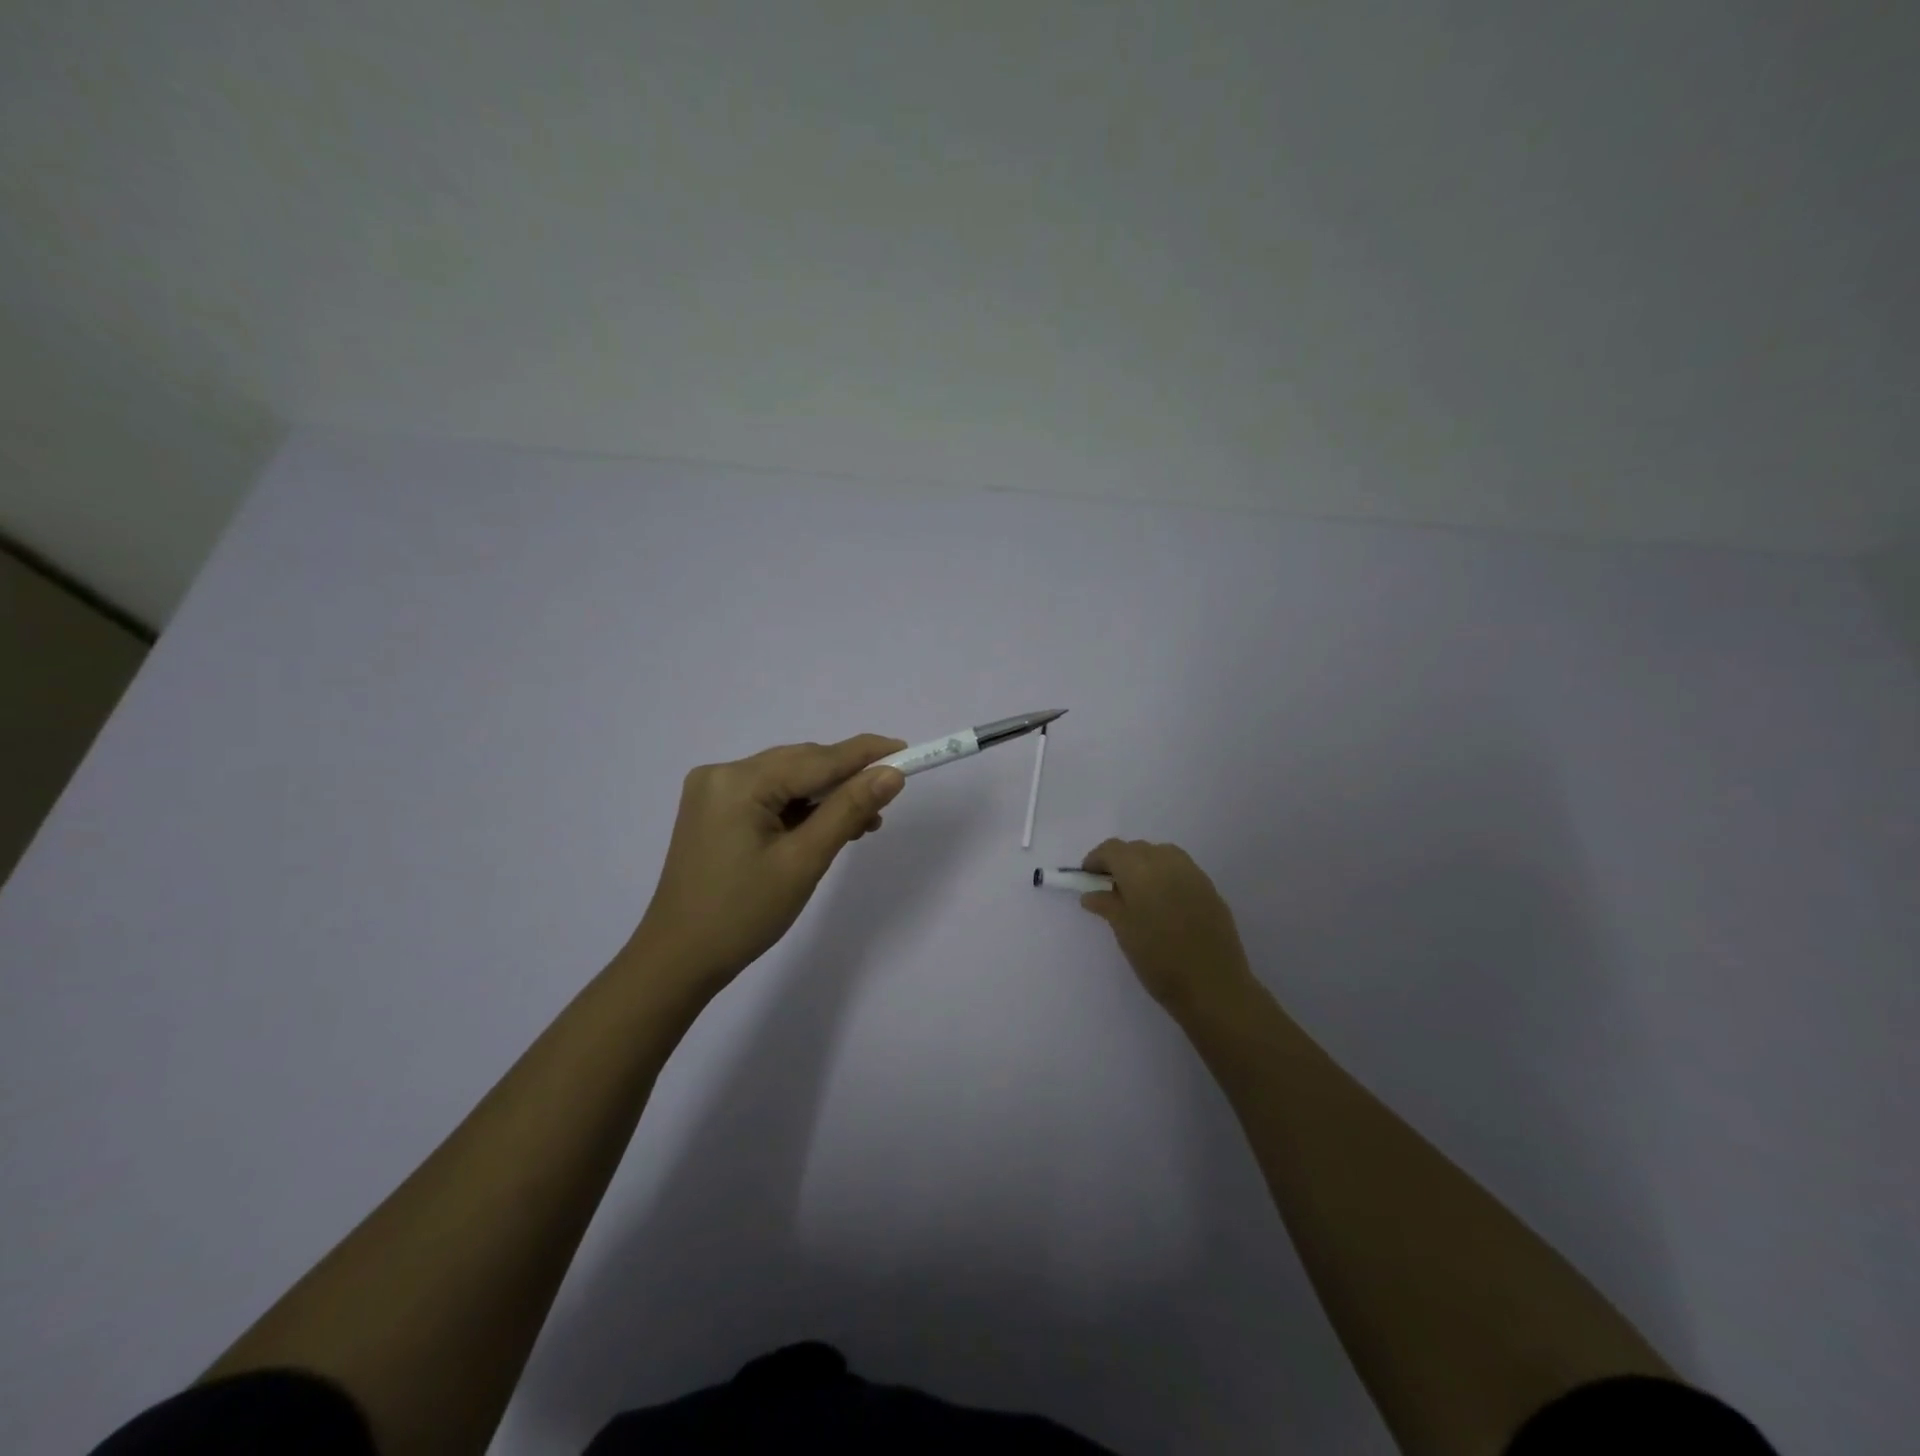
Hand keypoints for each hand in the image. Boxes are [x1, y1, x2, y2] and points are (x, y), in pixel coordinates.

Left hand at [626, 735, 906, 998]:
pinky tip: (826, 827)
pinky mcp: (713, 810)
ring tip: (862, 824)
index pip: (816, 759)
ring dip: (825, 797)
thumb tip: (891, 774)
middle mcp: (722, 774)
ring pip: (787, 780)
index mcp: (738, 781)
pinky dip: (800, 809)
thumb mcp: (804, 861)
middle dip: (845, 780)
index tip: (905, 749)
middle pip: (800, 764)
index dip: (864, 754)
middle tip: (886, 801)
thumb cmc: (743, 914)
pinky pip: (769, 796)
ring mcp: (713, 791)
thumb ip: (848, 810)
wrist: (678, 960)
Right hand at [1079, 839, 1256, 1016]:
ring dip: (1144, 865)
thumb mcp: (1124, 932)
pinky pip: (1180, 869)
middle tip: (1110, 889)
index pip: (1112, 849)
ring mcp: (1193, 873)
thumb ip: (1106, 905)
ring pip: (1161, 854)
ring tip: (1138, 894)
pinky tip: (1164, 902)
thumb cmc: (1159, 960)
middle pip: (1136, 848)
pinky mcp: (1210, 888)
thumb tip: (1091, 893)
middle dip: (1120, 862)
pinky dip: (1165, 875)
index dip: (1096, 860)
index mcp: (1141, 869)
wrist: (1214, 986)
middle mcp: (1167, 862)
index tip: (1088, 879)